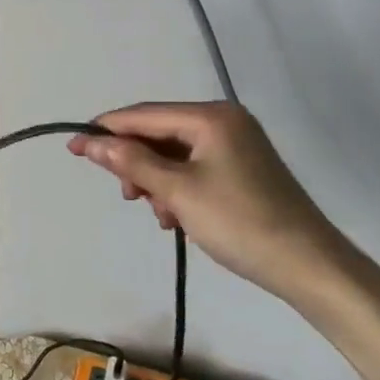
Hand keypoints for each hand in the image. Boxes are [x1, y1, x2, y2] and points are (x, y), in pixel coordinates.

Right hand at [68, 102, 339, 301]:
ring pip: (176, 155)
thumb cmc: (239, 222)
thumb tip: (90, 142)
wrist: (307, 264)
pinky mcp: (242, 168)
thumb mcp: (178, 192)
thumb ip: (132, 163)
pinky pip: (195, 169)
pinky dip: (179, 189)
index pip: (145, 115)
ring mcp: (236, 144)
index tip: (72, 146)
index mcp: (211, 116)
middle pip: (161, 133)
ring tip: (161, 215)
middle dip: (138, 163)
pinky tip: (177, 217)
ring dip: (158, 181)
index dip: (106, 130)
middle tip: (128, 196)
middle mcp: (224, 121)